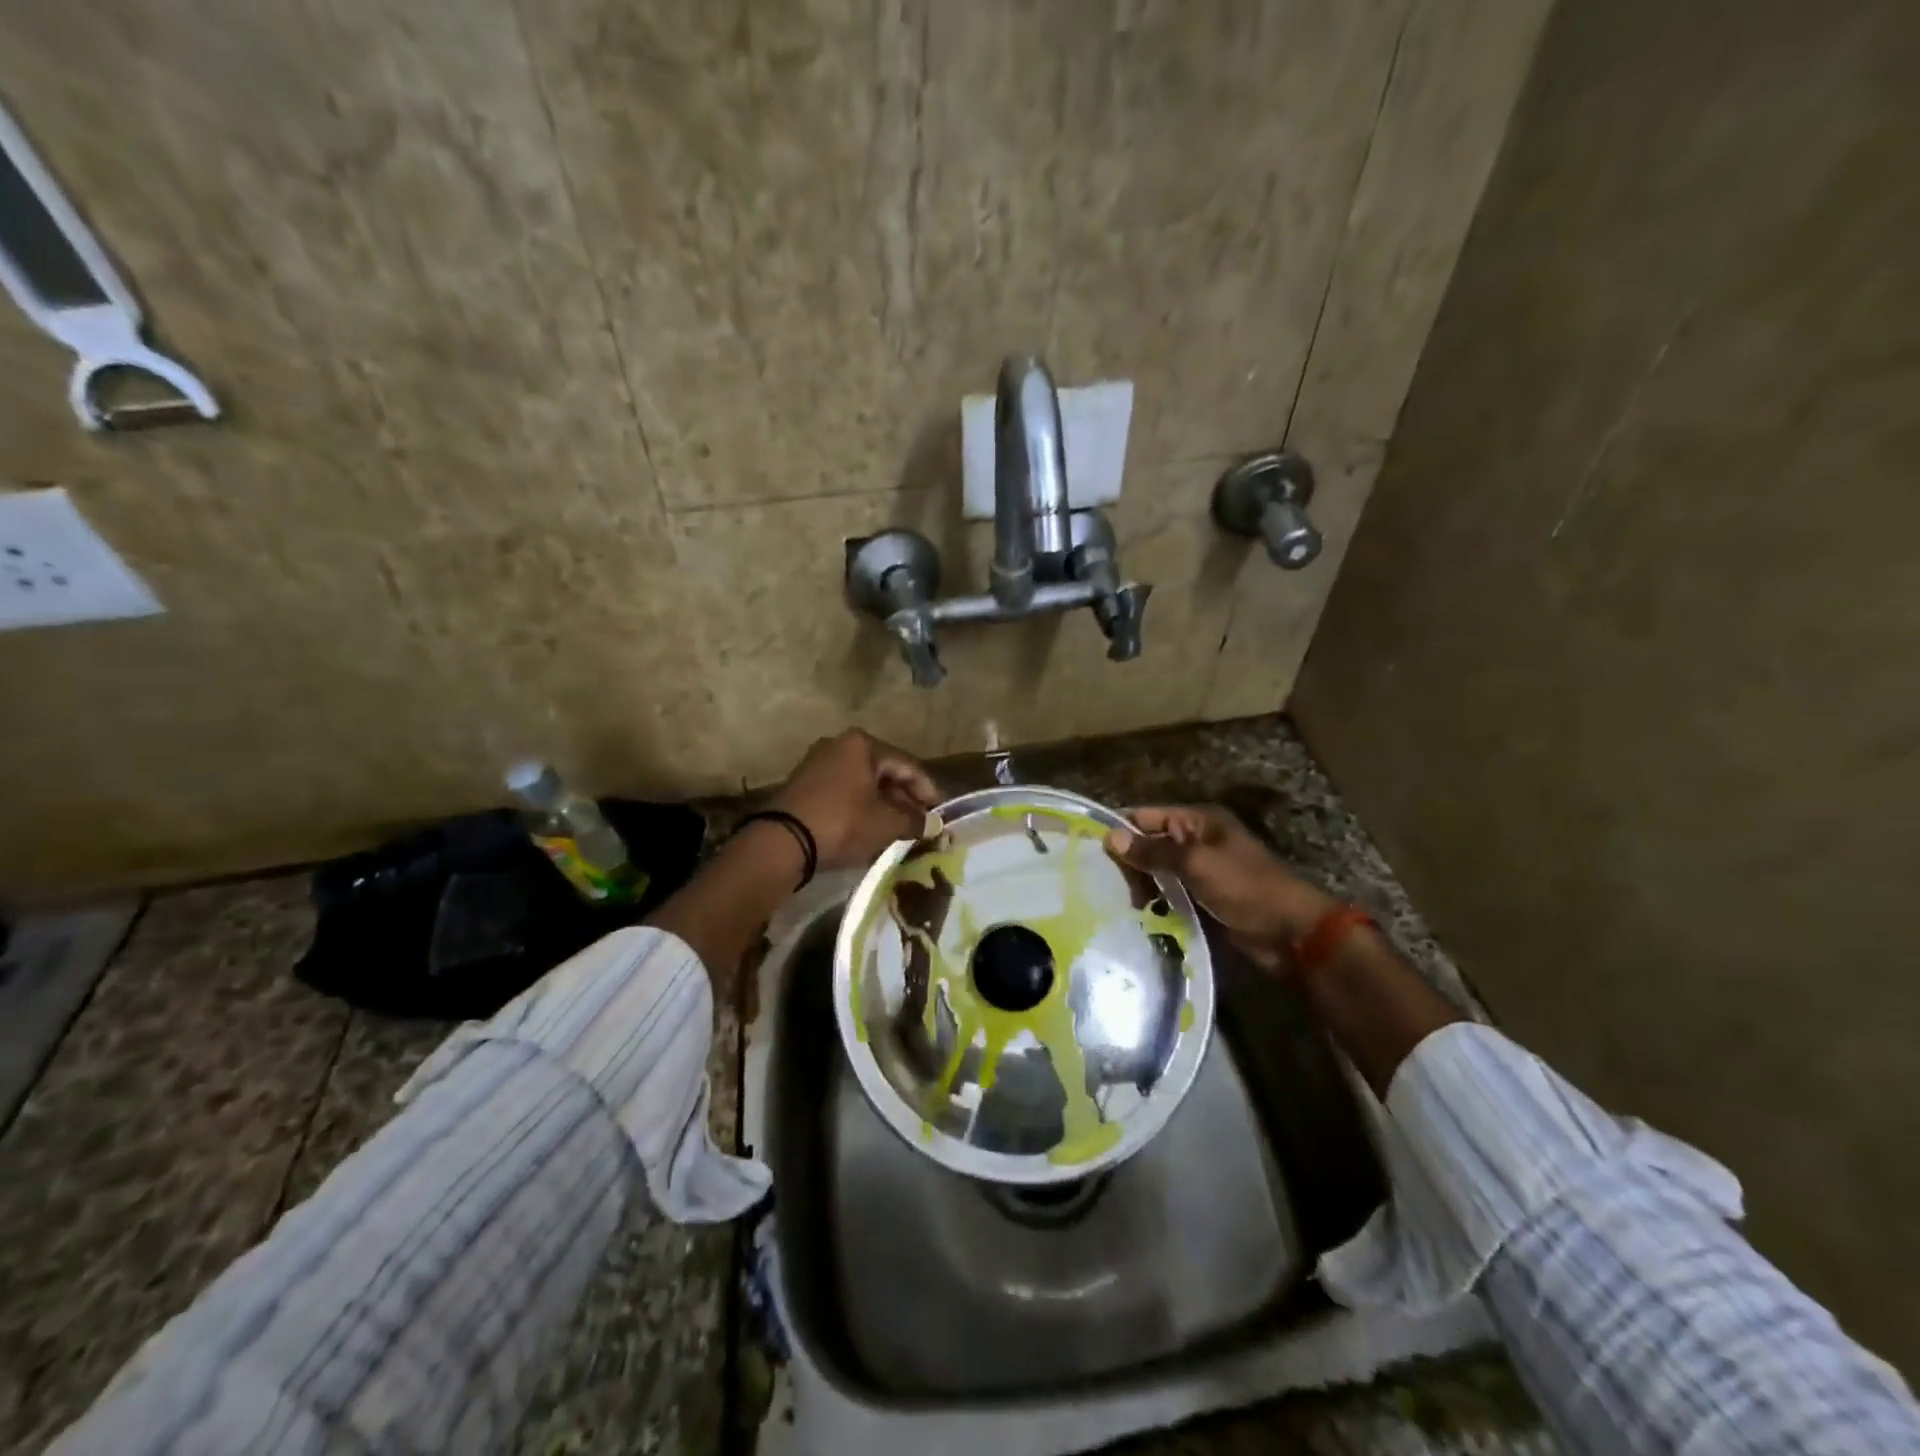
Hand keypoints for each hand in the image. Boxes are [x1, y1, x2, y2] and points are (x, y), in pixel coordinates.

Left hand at [770, 729, 942, 872]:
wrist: (782, 841)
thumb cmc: (842, 822)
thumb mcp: (885, 823)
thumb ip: (914, 821)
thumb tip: (933, 826)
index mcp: (863, 744)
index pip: (907, 765)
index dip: (928, 791)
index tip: (941, 814)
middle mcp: (839, 744)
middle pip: (884, 772)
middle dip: (905, 798)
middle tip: (921, 822)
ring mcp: (818, 762)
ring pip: (863, 783)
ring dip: (883, 804)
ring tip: (899, 828)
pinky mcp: (804, 783)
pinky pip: (844, 791)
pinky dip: (861, 806)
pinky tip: (871, 827)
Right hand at [1105, 805, 1339, 972]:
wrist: (1291, 934)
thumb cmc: (1246, 888)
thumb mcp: (1196, 864)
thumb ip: (1153, 852)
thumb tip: (1111, 838)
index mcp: (1198, 822)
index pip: (1147, 817)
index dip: (1121, 829)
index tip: (1088, 847)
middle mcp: (1196, 842)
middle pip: (1149, 844)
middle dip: (1129, 862)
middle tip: (1105, 884)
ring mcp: (1200, 872)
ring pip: (1157, 872)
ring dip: (1140, 885)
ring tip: (1121, 903)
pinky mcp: (1202, 900)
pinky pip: (1169, 895)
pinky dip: (1155, 902)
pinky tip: (1138, 914)